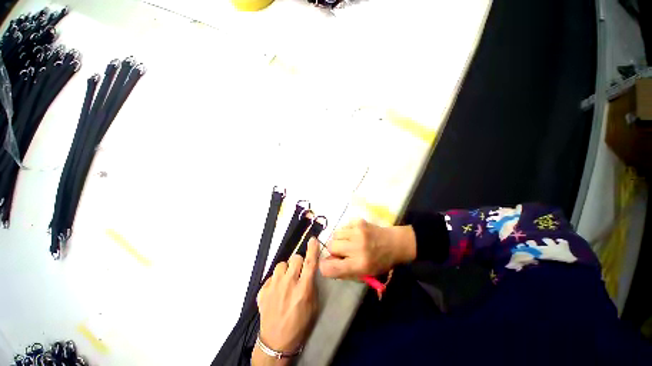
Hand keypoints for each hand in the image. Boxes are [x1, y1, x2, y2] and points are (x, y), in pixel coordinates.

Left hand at [253, 238, 319, 364]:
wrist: (276, 342)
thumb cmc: (300, 325)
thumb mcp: (313, 306)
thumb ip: (312, 285)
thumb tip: (309, 270)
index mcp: (303, 289)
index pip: (310, 262)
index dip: (312, 249)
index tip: (313, 239)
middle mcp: (288, 284)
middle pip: (295, 258)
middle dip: (299, 262)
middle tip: (299, 271)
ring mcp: (273, 287)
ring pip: (282, 264)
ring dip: (286, 269)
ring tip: (286, 279)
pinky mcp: (263, 291)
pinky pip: (271, 275)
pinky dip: (276, 279)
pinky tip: (277, 289)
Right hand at [319, 219, 416, 278]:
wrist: (394, 243)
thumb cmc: (379, 262)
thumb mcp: (364, 274)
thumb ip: (343, 271)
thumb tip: (325, 264)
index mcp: (359, 265)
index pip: (329, 268)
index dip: (325, 266)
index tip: (328, 263)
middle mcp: (357, 247)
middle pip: (330, 246)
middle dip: (334, 250)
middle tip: (344, 251)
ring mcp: (357, 232)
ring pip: (335, 234)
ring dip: (339, 239)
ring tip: (350, 241)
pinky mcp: (358, 221)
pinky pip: (342, 226)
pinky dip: (345, 232)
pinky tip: (354, 234)